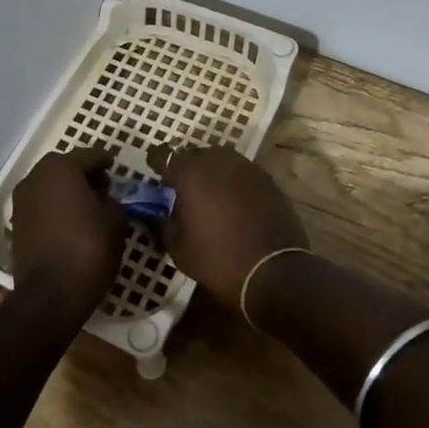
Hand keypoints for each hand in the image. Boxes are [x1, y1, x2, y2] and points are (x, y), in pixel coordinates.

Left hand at [8, 147, 127, 329]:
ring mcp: (21, 201)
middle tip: (104, 189)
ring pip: (50, 186)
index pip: (90, 156)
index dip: (106, 162)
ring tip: (88, 208)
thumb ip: (114, 201)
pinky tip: (71, 224)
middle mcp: (36, 177)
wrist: (50, 295)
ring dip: (67, 192)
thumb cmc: (88, 249)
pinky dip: (55, 209)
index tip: (116, 168)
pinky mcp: (16, 224)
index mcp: (61, 168)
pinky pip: (41, 206)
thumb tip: (108, 200)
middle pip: (66, 168)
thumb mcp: (116, 221)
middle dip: (85, 175)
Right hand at [148, 144, 309, 311]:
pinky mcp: (267, 179)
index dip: (157, 161)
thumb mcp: (179, 249)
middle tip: (183, 188)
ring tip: (209, 194)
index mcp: (190, 173)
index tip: (154, 170)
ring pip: (221, 160)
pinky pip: (242, 173)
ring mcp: (246, 167)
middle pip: (195, 154)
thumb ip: (164, 224)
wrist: (274, 272)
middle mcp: (218, 161)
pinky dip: (233, 182)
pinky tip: (234, 203)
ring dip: (212, 172)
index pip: (165, 154)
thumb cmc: (218, 261)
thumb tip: (159, 213)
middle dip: (186, 167)